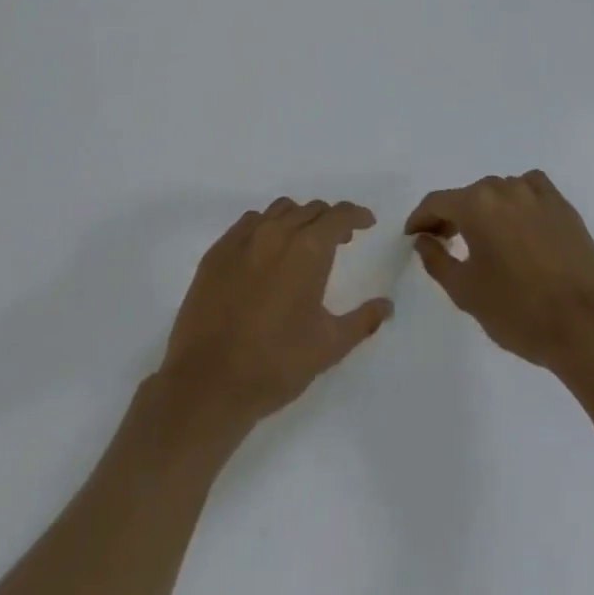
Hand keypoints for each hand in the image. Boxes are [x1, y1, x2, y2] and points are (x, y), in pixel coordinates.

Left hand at [159, 198, 392, 429]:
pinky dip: (266, 227)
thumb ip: (362, 321)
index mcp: (308, 250)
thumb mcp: (329, 347)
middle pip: (310, 209)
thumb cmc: (275, 365)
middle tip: (339, 241)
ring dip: (298, 219)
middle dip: (329, 220)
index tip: (366, 223)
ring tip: (302, 244)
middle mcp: (276, 233)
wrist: (207, 385)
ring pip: (279, 210)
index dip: (357, 215)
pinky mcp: (216, 253)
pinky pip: (249, 223)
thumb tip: (386, 305)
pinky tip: (266, 253)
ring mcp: (242, 240)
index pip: (339, 215)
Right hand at [407, 171, 593, 373]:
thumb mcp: (466, 292)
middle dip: (452, 216)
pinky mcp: (563, 206)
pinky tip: (520, 224)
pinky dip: (518, 201)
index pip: (437, 202)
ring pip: (500, 191)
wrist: (587, 326)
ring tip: (485, 238)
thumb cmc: (519, 312)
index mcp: (477, 205)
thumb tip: (424, 239)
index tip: (414, 236)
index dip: (420, 219)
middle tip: (446, 242)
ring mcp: (538, 194)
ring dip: (486, 210)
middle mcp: (505, 188)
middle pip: (468, 195)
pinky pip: (531, 190)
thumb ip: (437, 260)